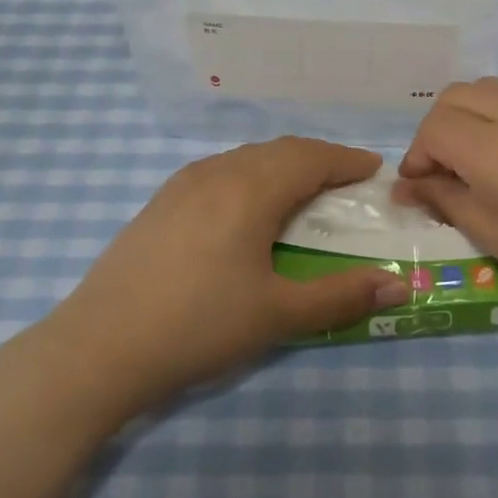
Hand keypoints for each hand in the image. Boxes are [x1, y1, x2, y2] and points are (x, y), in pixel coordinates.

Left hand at [42, 138, 410, 419]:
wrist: (99, 346)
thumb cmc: (198, 326)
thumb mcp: (277, 315)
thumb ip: (340, 295)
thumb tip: (398, 285)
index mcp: (250, 190)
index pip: (310, 158)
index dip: (345, 160)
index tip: (372, 169)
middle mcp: (217, 173)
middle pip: (278, 150)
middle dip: (317, 158)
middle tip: (344, 179)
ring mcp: (182, 184)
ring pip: (245, 157)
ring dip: (281, 164)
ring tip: (300, 189)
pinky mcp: (159, 202)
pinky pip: (219, 170)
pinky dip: (249, 174)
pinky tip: (245, 205)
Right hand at [395, 78, 497, 331]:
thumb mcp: (497, 237)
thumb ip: (445, 201)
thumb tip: (405, 187)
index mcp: (494, 148)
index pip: (434, 127)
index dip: (418, 154)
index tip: (423, 186)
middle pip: (458, 95)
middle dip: (441, 128)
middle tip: (449, 169)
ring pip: (495, 88)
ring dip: (476, 116)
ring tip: (489, 159)